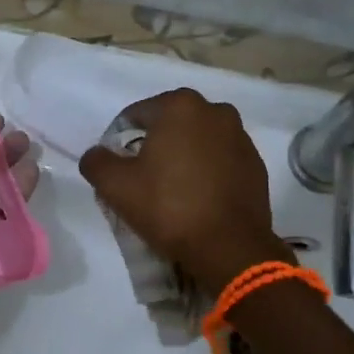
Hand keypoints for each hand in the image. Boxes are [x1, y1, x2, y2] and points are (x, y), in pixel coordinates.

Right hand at [78, 87, 289, 294]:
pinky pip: (221, 161)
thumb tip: (96, 154)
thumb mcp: (116, 186)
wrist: (229, 247)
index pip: (137, 115)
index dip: (120, 141)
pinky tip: (198, 199)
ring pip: (198, 142)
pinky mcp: (256, 165)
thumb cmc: (169, 207)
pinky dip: (207, 172)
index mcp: (180, 106)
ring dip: (183, 158)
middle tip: (142, 180)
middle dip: (155, 146)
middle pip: (171, 125)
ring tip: (172, 191)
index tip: (118, 169)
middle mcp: (215, 111)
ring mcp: (241, 138)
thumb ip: (97, 162)